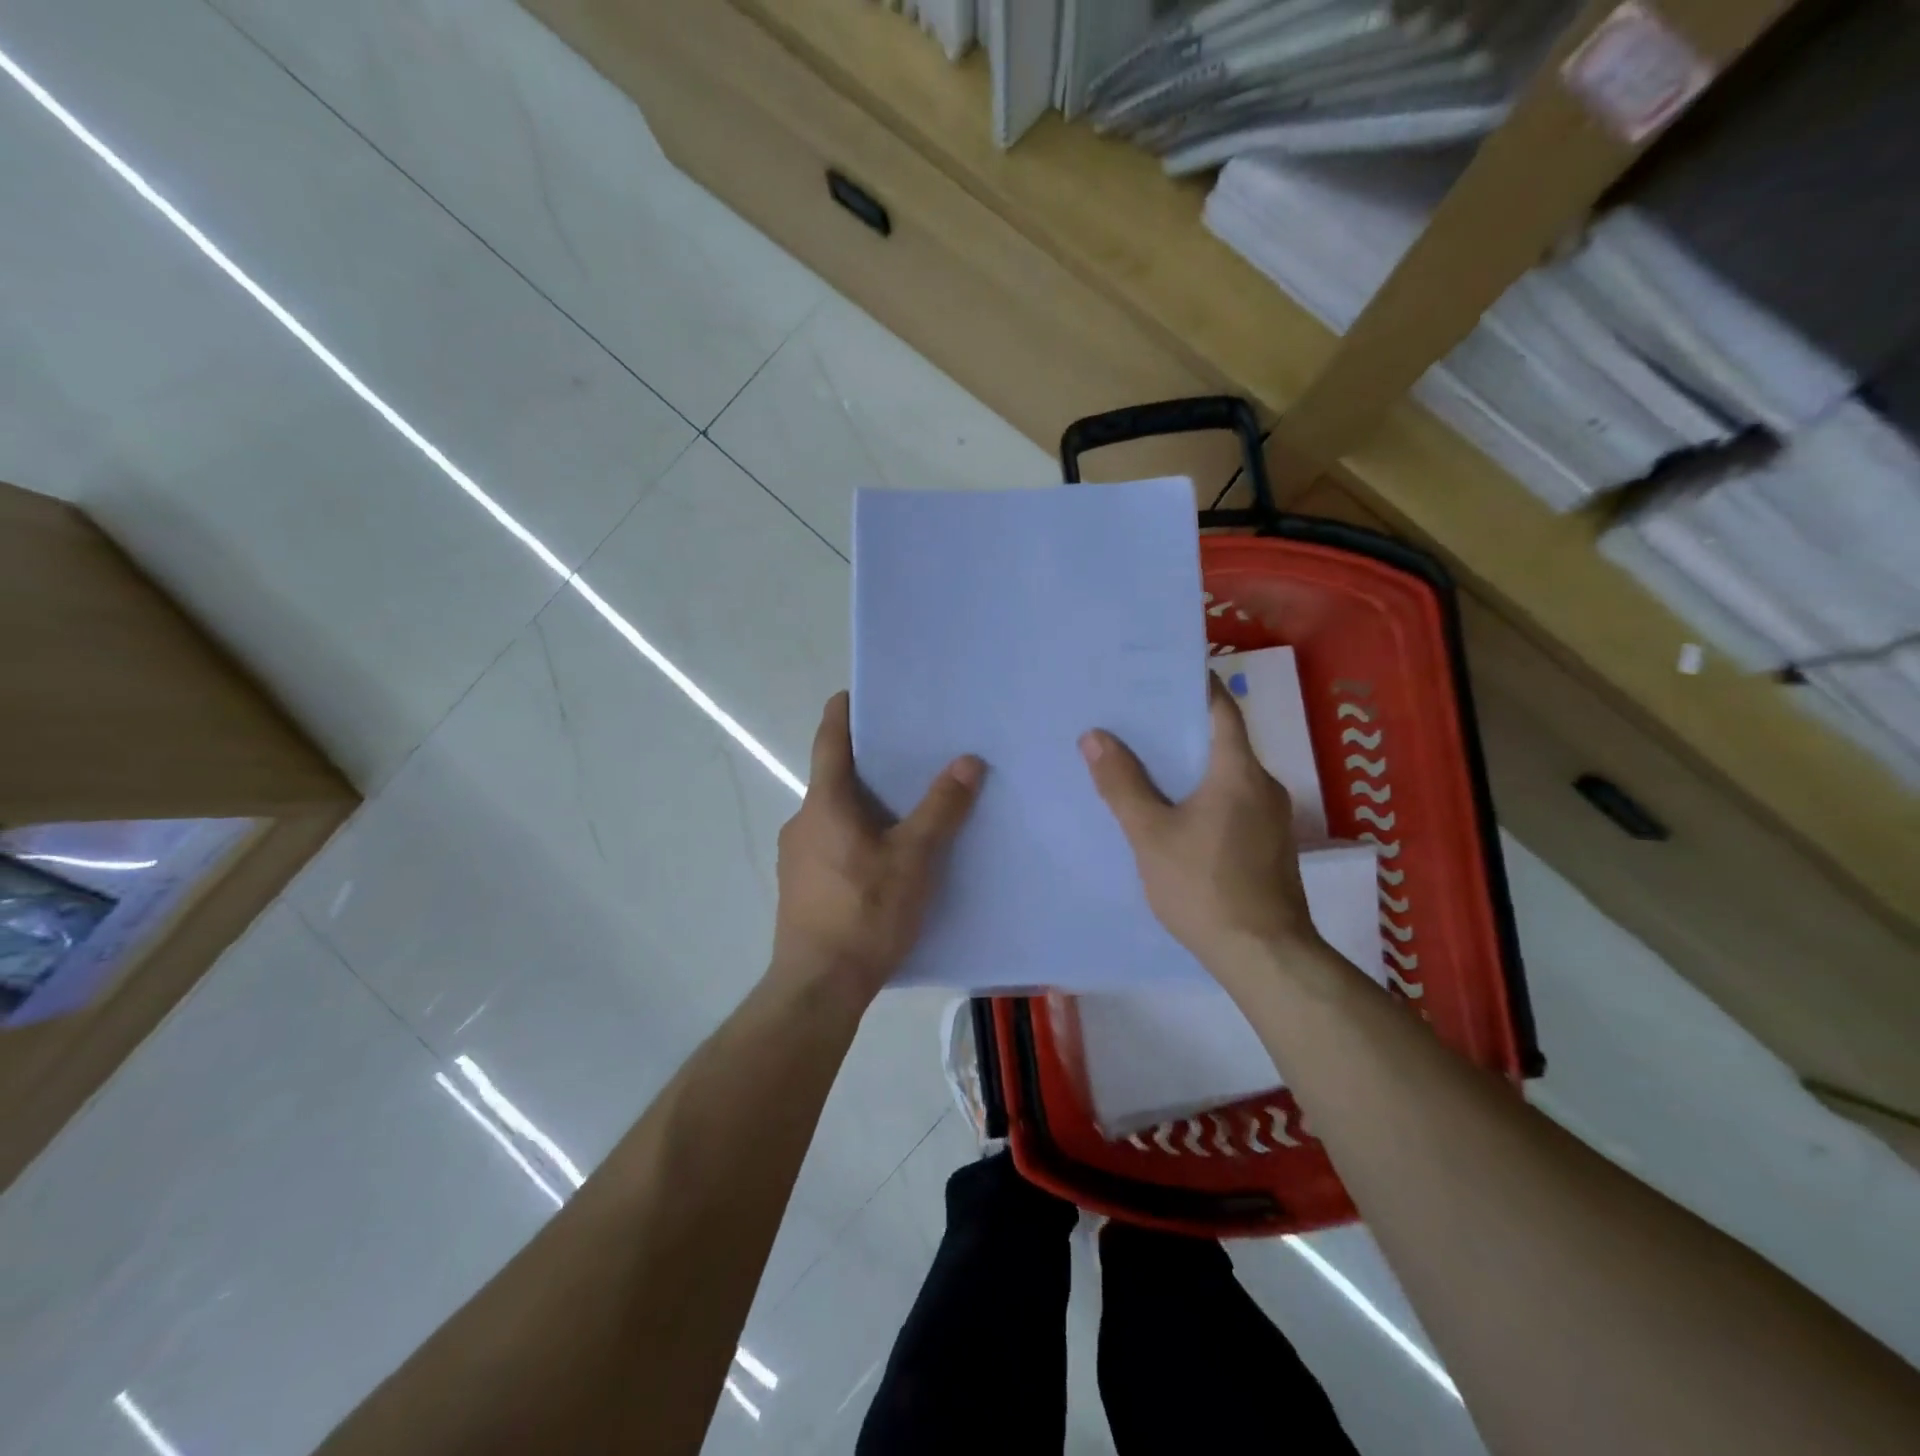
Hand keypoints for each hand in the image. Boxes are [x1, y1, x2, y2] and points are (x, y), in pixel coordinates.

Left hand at [773, 692, 984, 1004]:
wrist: (818, 985)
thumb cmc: (865, 912)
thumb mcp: (914, 858)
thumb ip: (941, 808)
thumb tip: (968, 760)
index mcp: (825, 803)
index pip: (829, 740)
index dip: (842, 712)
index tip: (857, 693)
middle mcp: (803, 820)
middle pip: (833, 777)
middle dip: (867, 763)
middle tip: (908, 754)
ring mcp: (796, 855)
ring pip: (833, 814)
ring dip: (863, 804)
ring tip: (905, 807)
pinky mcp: (800, 885)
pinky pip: (830, 842)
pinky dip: (855, 835)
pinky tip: (884, 858)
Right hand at [1080, 677, 1320, 985]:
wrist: (1263, 955)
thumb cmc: (1204, 886)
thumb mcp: (1151, 834)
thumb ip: (1122, 784)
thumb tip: (1094, 736)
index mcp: (1239, 771)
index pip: (1222, 709)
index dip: (1195, 686)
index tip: (1159, 675)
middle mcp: (1264, 785)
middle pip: (1222, 741)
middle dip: (1181, 728)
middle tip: (1135, 720)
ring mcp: (1272, 818)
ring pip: (1226, 775)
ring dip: (1190, 766)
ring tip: (1145, 764)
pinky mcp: (1268, 846)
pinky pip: (1232, 803)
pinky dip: (1203, 795)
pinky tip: (1172, 813)